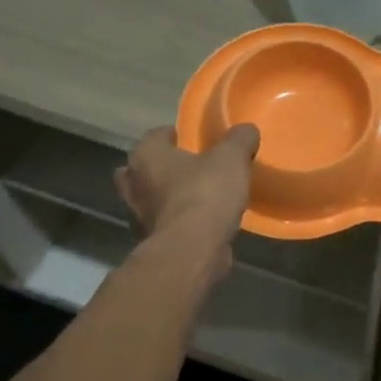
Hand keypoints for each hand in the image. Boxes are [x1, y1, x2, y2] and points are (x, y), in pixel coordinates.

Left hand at [115, 125, 259, 257]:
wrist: (193, 250)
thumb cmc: (205, 193)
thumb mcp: (231, 157)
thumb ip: (239, 139)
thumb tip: (246, 130)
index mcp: (146, 156)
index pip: (155, 135)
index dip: (175, 134)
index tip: (195, 139)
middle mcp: (134, 184)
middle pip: (145, 169)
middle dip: (163, 168)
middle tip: (191, 167)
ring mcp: (139, 216)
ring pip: (153, 199)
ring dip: (171, 197)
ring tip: (201, 195)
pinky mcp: (154, 242)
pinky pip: (167, 224)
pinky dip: (180, 222)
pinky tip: (203, 222)